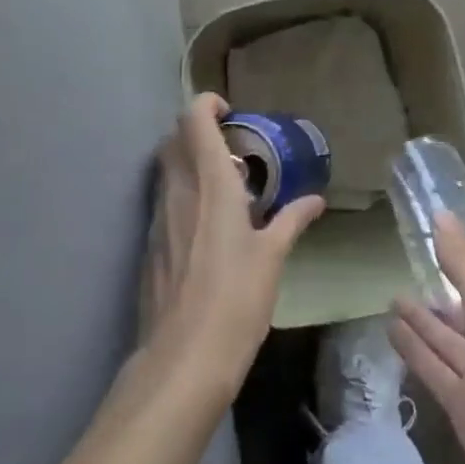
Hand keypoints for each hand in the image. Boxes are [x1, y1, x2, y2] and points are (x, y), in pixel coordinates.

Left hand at [140, 94, 324, 395]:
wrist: (183, 359)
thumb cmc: (236, 300)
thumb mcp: (273, 257)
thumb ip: (292, 220)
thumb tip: (316, 199)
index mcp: (210, 183)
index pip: (193, 119)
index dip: (207, 104)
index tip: (231, 113)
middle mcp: (178, 190)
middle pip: (173, 139)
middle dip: (197, 132)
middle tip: (231, 150)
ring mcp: (158, 218)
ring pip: (165, 170)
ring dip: (188, 164)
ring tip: (223, 189)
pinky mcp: (149, 245)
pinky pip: (163, 201)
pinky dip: (182, 195)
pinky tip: (206, 228)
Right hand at [391, 212, 464, 463]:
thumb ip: (461, 261)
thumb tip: (439, 214)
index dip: (464, 275)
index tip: (438, 257)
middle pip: (464, 319)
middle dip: (438, 302)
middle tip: (404, 279)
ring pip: (446, 344)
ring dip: (421, 324)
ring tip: (391, 299)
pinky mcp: (462, 408)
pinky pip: (434, 371)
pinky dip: (414, 352)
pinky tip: (390, 331)